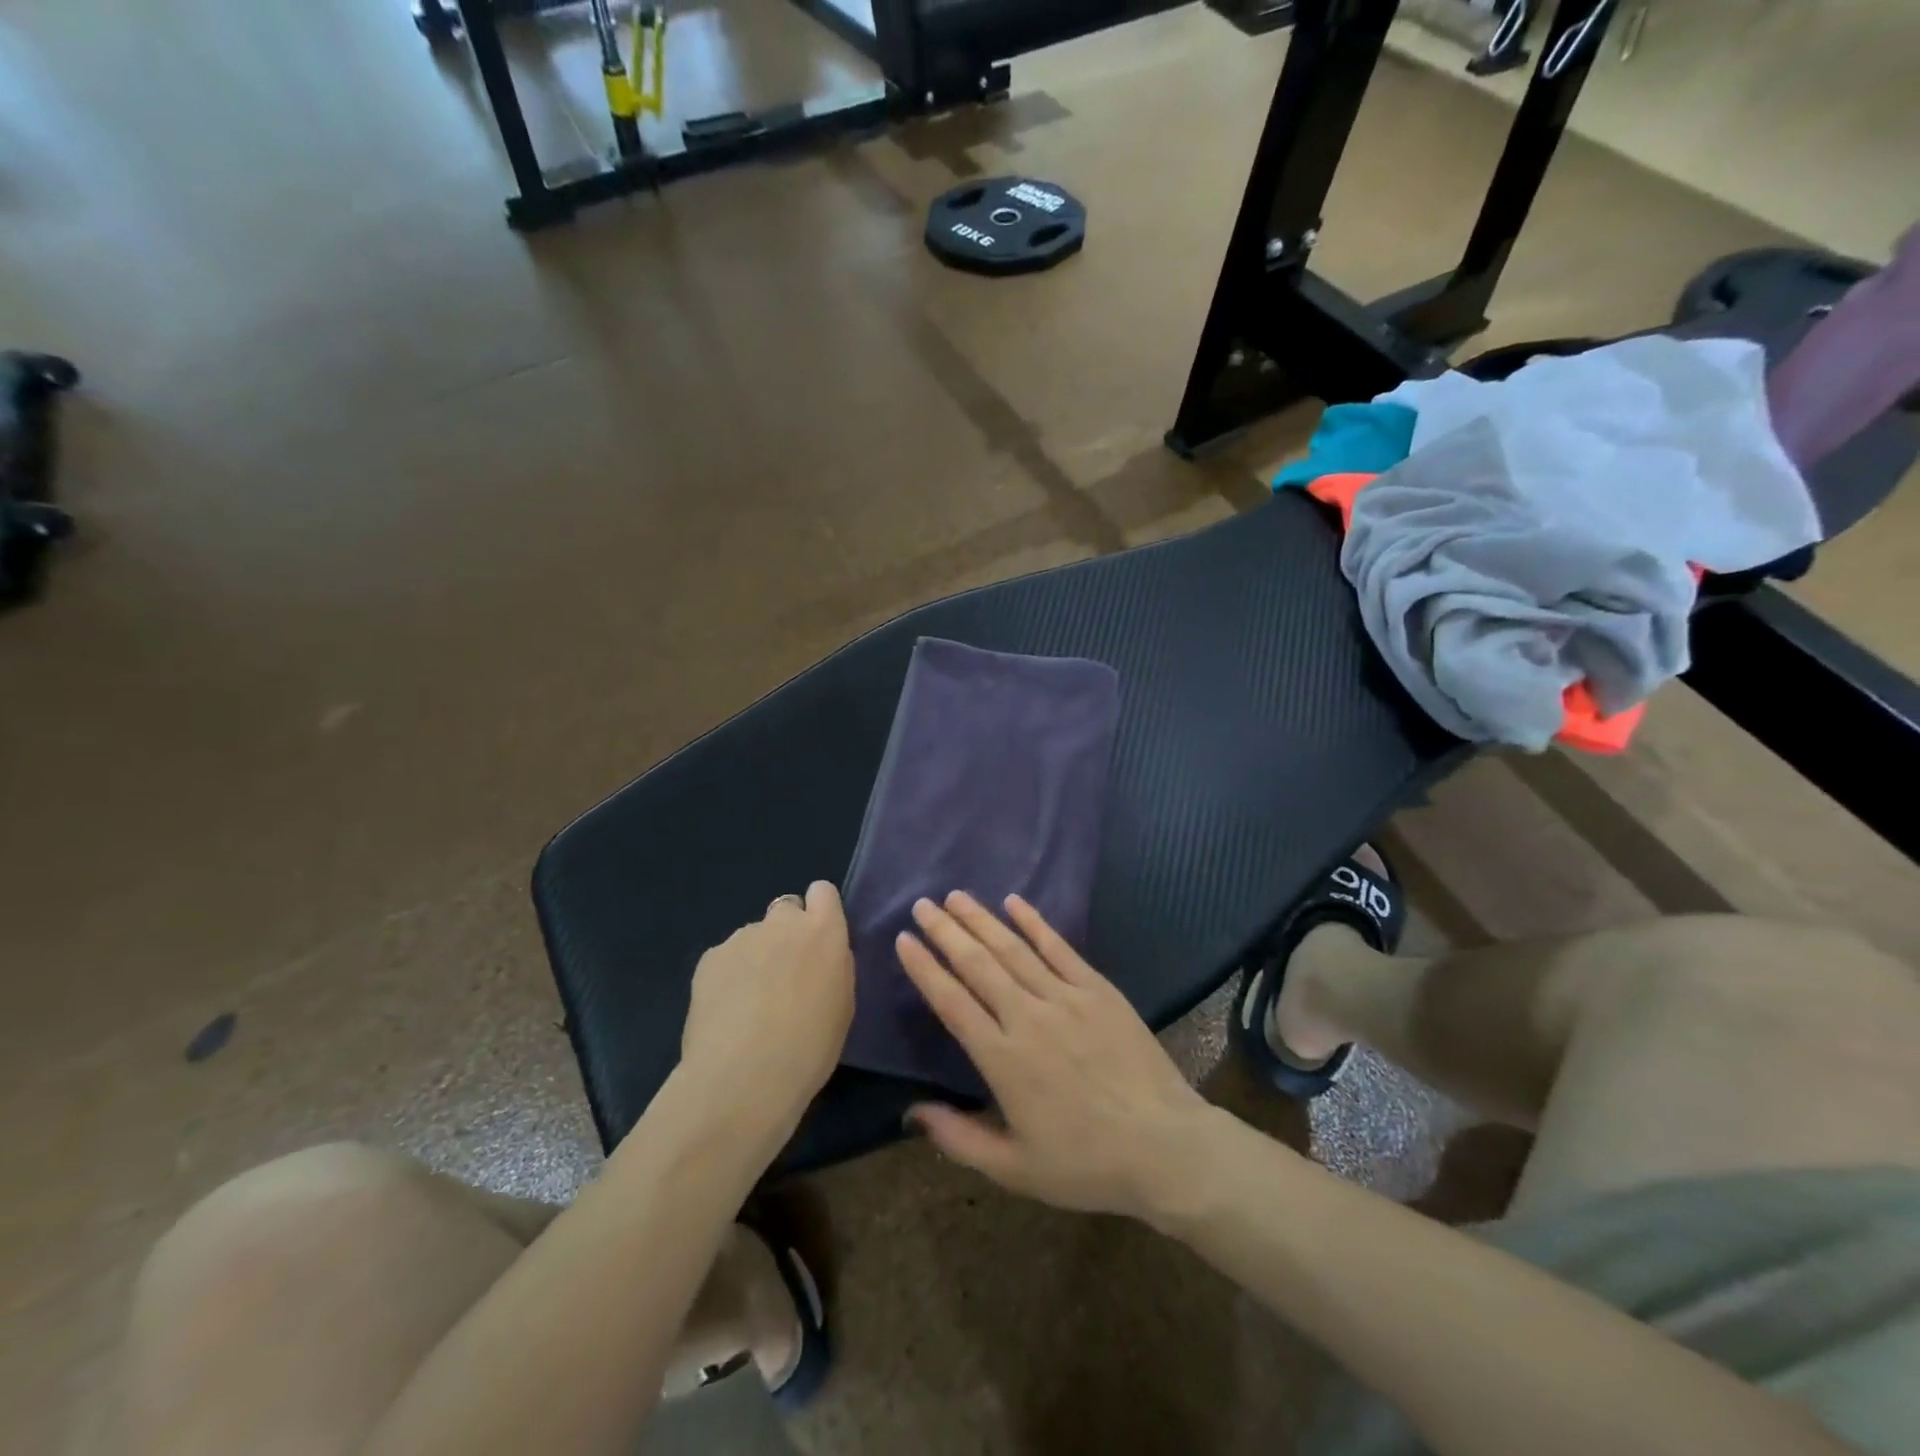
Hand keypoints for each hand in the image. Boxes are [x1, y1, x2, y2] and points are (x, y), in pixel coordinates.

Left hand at [682, 882, 854, 1126]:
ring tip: (750, 1003)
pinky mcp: (709, 958)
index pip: (823, 891)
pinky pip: (726, 957)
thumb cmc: (809, 1048)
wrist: (743, 1078)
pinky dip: (729, 976)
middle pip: (786, 909)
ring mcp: (742, 937)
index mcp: (823, 932)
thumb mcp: (843, 1005)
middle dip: (787, 933)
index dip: (820, 912)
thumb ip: (833, 966)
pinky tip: (727, 1012)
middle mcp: (782, 923)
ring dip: (757, 957)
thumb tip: (820, 957)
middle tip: (785, 975)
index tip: (819, 940)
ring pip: (754, 936)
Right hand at [895, 892, 1213, 1219]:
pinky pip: (1059, 947)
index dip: (925, 969)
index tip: (904, 941)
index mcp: (1003, 1060)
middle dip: (946, 932)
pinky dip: (1035, 922)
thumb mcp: (1016, 1169)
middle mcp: (1028, 1018)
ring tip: (955, 897)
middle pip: (977, 965)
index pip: (952, 1002)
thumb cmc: (1086, 1163)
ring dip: (981, 920)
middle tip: (922, 905)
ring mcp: (1065, 998)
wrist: (1164, 1146)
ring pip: (1013, 949)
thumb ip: (959, 1139)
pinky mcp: (1097, 989)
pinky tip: (1014, 902)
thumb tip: (912, 1112)